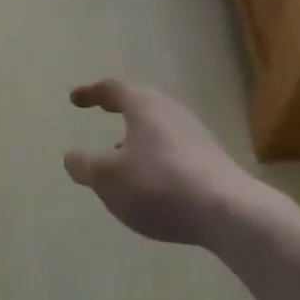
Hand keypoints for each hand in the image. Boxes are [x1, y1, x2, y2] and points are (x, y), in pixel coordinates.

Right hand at [64, 81, 256, 246]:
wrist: (228, 211)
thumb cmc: (159, 185)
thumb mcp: (108, 178)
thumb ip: (85, 166)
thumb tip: (71, 157)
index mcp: (143, 105)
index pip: (112, 88)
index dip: (91, 93)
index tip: (75, 99)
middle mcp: (170, 111)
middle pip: (140, 103)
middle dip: (119, 109)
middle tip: (103, 113)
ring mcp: (195, 134)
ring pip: (157, 127)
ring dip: (137, 137)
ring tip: (123, 159)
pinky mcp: (211, 159)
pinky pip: (173, 149)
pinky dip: (155, 157)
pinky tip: (152, 184)